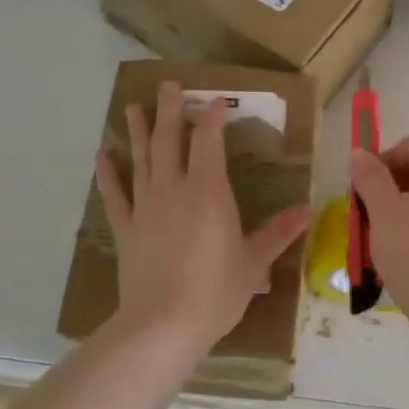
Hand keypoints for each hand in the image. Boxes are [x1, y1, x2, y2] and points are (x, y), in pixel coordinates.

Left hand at [96, 81, 313, 352]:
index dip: (212, 118)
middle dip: (171, 110)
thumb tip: (307, 209)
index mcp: (209, 191)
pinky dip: (107, 172)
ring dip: (139, 131)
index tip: (216, 100)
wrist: (164, 323)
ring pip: (142, 158)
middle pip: (171, 140)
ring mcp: (145, 207)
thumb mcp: (254, 262)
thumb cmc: (217, 291)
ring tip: (132, 107)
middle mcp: (174, 188)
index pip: (209, 142)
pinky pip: (114, 194)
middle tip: (168, 85)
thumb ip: (278, 232)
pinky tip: (101, 153)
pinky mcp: (125, 228)